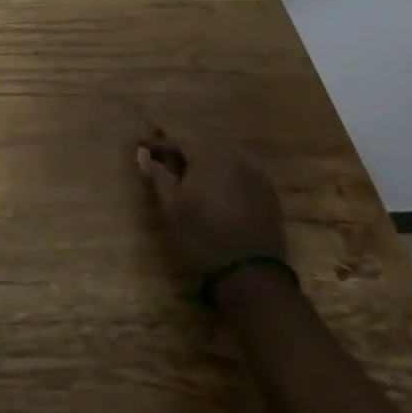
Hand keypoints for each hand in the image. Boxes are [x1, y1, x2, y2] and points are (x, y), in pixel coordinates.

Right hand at [135, 123, 286, 280]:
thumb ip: (158, 175)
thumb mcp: (172, 206)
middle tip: (167, 164)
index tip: (145, 151)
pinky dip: (225, 171)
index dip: (159, 143)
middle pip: (202, 141)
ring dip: (205, 159)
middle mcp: (234, 154)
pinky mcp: (268, 189)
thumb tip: (144, 156)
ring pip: (223, 153)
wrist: (252, 275)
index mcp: (208, 154)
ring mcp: (255, 171)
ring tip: (191, 176)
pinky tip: (217, 188)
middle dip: (183, 149)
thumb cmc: (203, 236)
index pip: (178, 138)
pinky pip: (241, 168)